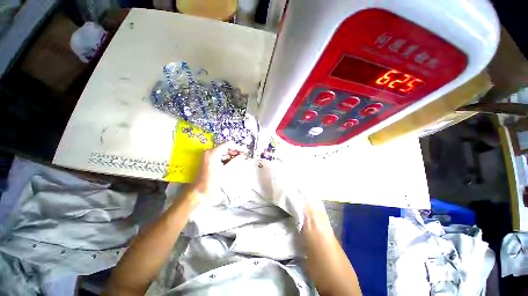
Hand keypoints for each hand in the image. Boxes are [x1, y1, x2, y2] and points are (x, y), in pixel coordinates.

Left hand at [190, 142, 246, 200]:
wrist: (201, 192)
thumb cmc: (212, 181)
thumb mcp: (226, 170)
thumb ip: (235, 161)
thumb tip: (243, 156)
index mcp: (212, 153)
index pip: (227, 145)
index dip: (237, 147)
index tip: (244, 151)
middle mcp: (209, 152)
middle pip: (225, 149)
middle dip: (235, 152)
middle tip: (244, 156)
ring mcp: (208, 157)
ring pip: (223, 154)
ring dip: (232, 156)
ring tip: (241, 160)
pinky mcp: (209, 162)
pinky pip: (220, 158)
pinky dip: (227, 160)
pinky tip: (234, 163)